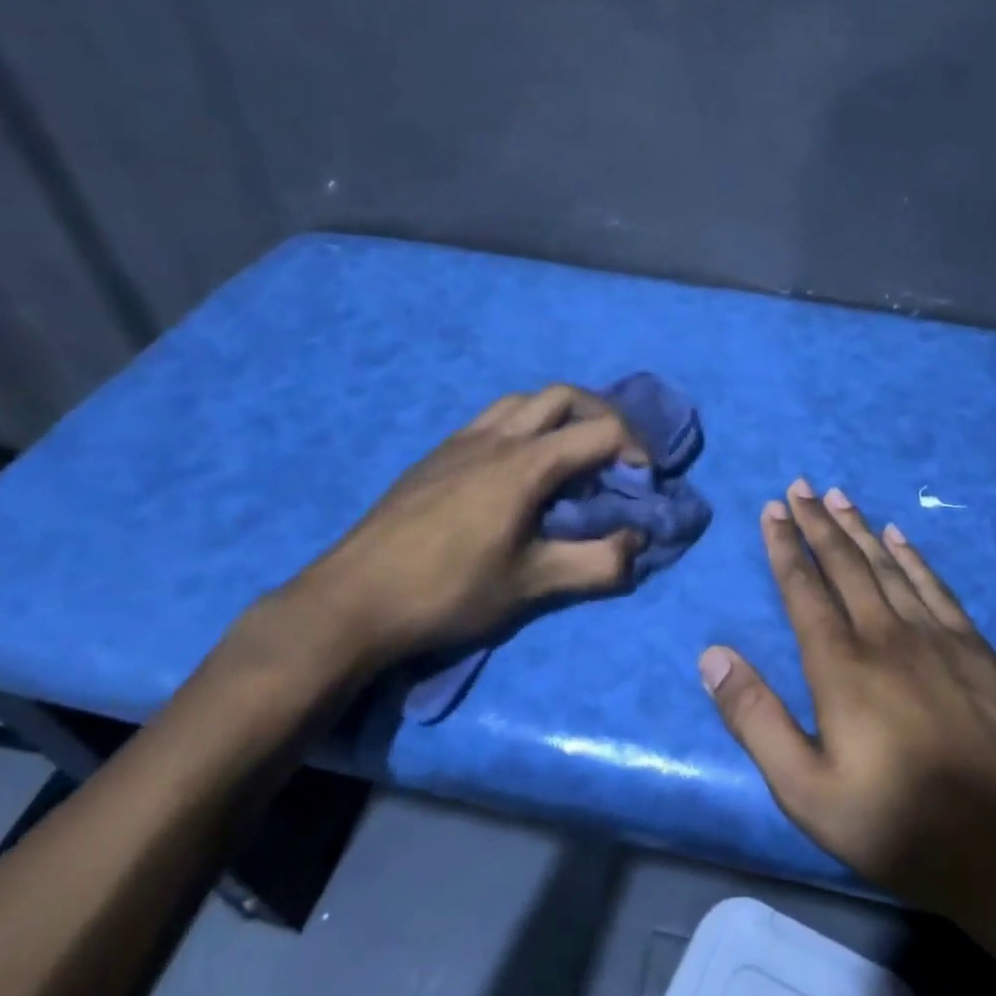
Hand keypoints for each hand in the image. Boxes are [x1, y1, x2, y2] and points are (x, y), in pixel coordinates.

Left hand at [272, 385, 647, 677]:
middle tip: (616, 457)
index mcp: (525, 463)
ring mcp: (461, 441)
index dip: (636, 449)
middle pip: (564, 395)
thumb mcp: (531, 586)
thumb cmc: (448, 591)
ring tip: (569, 459)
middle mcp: (497, 437)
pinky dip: (523, 427)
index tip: (643, 484)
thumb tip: (638, 545)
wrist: (352, 600)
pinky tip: (515, 471)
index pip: (601, 430)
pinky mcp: (436, 455)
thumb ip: (597, 565)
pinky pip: (492, 419)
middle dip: (602, 417)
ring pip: (523, 401)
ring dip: (559, 417)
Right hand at [701, 480, 995, 918]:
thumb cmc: (896, 822)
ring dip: (860, 528)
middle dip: (818, 523)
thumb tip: (712, 655)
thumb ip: (755, 718)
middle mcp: (885, 635)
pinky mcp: (975, 649)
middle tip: (800, 486)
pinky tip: (901, 537)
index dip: (785, 546)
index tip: (773, 509)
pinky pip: (936, 587)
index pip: (804, 589)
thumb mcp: (805, 789)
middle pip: (845, 564)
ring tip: (839, 497)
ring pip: (888, 566)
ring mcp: (935, 637)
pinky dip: (914, 557)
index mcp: (841, 664)